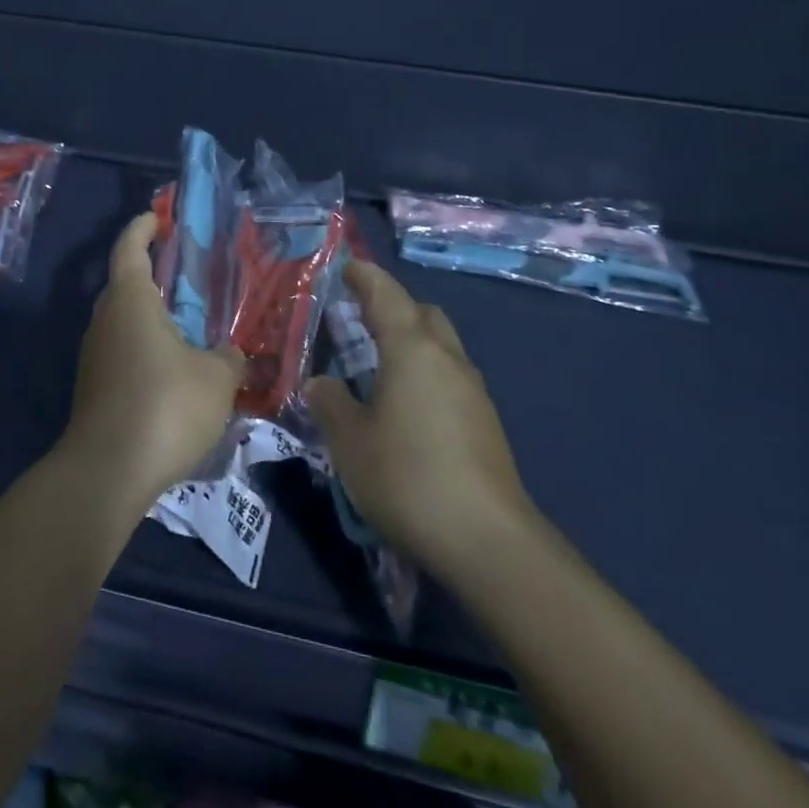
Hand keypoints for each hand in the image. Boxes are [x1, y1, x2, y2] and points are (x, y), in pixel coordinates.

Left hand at [60, 213, 244, 506]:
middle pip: (124, 284)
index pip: (129, 248)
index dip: (142, 227)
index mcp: (130, 301)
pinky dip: (144, 349)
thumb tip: (231, 353)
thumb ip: (229, 357)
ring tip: (186, 325)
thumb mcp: (216, 379)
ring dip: (149, 317)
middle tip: (183, 273)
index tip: (157, 216)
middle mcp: (105, 320)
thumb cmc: (165, 407)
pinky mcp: (93, 388)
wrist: (108, 472)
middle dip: (150, 273)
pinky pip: (121, 353)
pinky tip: (171, 371)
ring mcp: (94, 356)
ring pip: (122, 322)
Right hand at [305, 261, 534, 580]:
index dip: (364, 276)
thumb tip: (320, 383)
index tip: (346, 267)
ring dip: (412, 341)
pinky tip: (407, 407)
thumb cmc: (407, 477)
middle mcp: (447, 358)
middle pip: (422, 313)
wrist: (487, 540)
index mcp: (411, 349)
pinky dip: (426, 373)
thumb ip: (331, 404)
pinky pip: (450, 376)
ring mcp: (473, 390)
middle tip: (360, 319)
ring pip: (441, 345)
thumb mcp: (350, 441)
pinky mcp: (485, 422)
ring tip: (378, 365)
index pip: (386, 294)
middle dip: (393, 307)